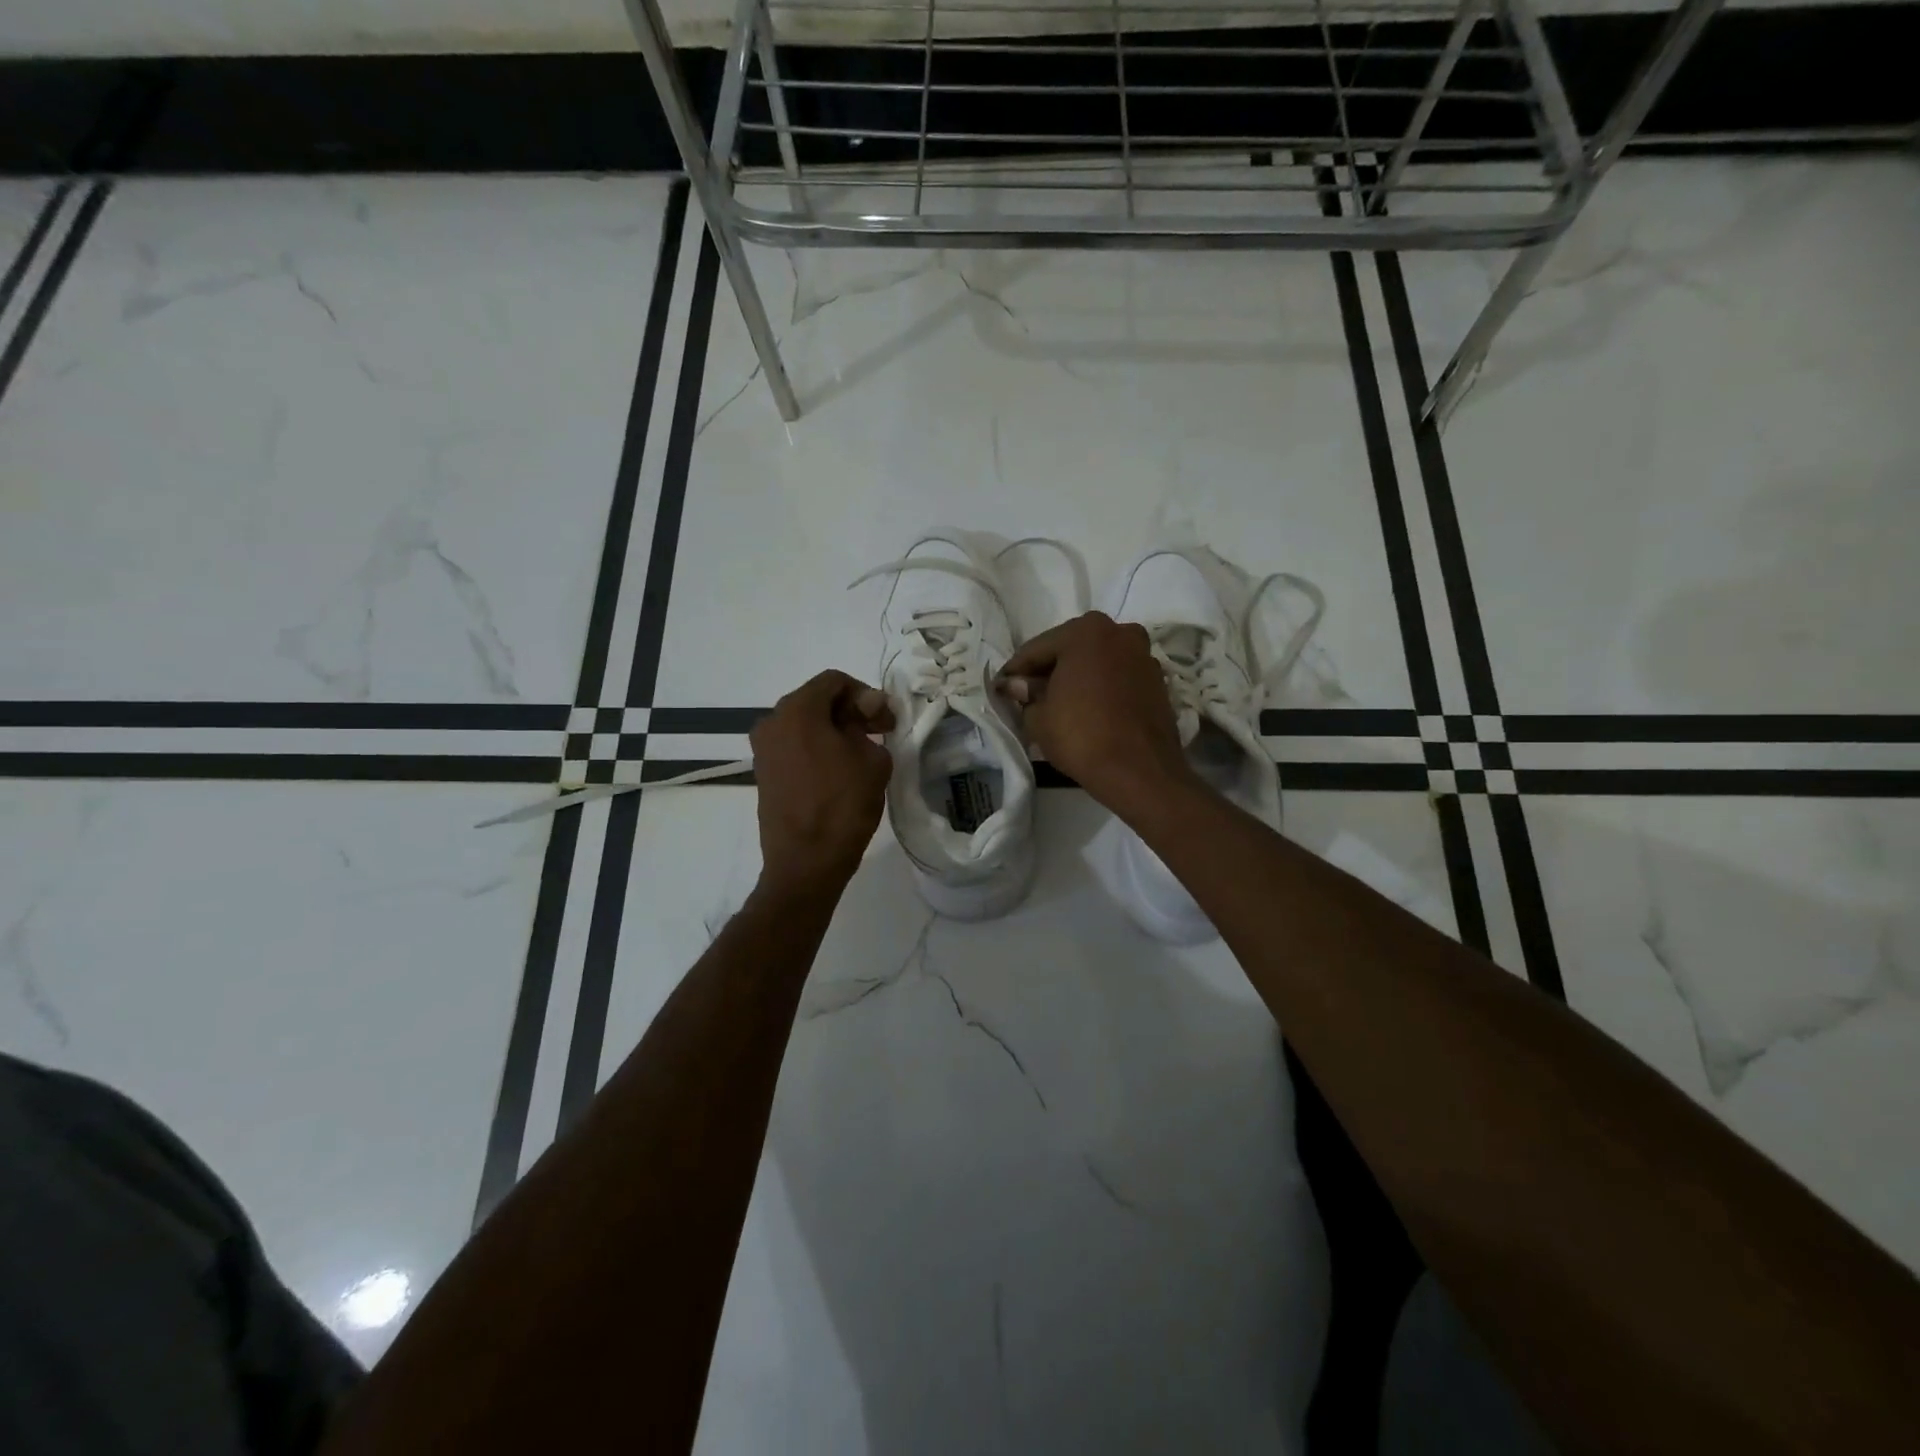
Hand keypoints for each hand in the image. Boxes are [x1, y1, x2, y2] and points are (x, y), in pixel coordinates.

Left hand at [749, 671, 894, 897]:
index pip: (834, 681)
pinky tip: (838, 770)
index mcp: (797, 710)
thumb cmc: (843, 806)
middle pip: (816, 700)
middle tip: (877, 733)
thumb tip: (865, 709)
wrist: (806, 863)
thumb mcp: (872, 759)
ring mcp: (763, 749)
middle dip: (849, 711)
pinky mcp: (763, 773)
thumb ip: (869, 723)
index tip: (885, 720)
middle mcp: (772, 722)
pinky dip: (816, 748)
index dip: (866, 694)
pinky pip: (794, 746)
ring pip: (804, 724)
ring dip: (833, 730)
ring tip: (860, 754)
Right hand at [997, 612, 1195, 815]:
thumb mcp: (1038, 718)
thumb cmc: (1081, 736)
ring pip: (1097, 663)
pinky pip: (1117, 678)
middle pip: (1071, 650)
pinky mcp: (1157, 682)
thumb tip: (1018, 686)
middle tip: (1027, 696)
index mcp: (1086, 631)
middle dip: (1048, 671)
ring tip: (1057, 705)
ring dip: (1076, 678)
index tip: (1001, 688)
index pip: (1037, 649)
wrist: (1140, 772)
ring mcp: (1143, 656)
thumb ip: (1026, 695)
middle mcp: (1119, 633)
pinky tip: (1086, 710)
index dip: (1015, 671)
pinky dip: (1100, 688)